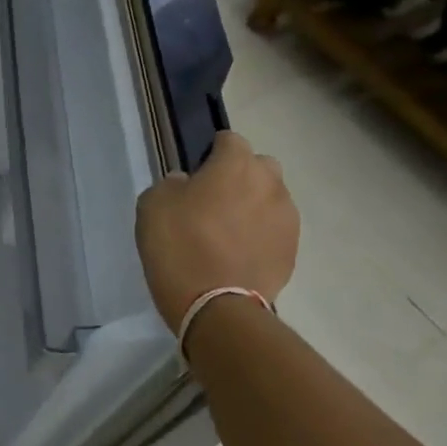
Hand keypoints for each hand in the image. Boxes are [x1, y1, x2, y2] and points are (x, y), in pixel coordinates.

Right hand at [134, 131, 298, 333]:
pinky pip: (275, 230)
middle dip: (241, 176)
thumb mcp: (153, 204)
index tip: (196, 173)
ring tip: (228, 231)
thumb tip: (188, 184)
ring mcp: (287, 218)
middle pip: (259, 166)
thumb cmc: (178, 245)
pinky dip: (260, 234)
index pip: (229, 140)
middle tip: (214, 200)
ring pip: (271, 198)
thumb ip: (172, 184)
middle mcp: (270, 183)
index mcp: (236, 164)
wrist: (216, 305)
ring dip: (253, 205)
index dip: (211, 153)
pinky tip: (238, 253)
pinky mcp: (293, 250)